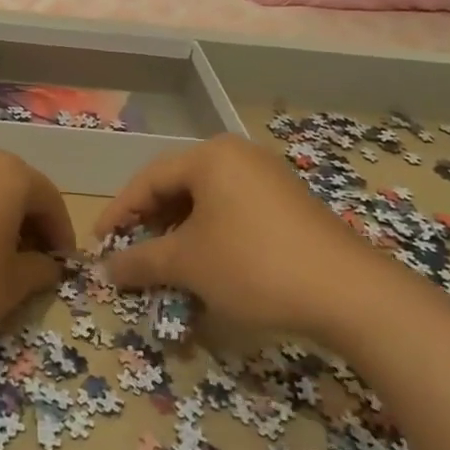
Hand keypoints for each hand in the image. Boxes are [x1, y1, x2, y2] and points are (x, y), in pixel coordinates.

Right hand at [94, 133, 400, 339]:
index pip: (148, 179)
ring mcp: (268, 178)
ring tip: (166, 265)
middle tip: (131, 255)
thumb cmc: (254, 265)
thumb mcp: (188, 264)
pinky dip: (211, 236)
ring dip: (180, 233)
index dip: (119, 212)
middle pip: (178, 186)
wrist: (351, 294)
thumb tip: (106, 269)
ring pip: (206, 202)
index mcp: (210, 156)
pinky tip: (208, 266)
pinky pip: (234, 211)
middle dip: (150, 224)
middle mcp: (238, 156)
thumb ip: (140, 261)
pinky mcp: (289, 204)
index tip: (99, 244)